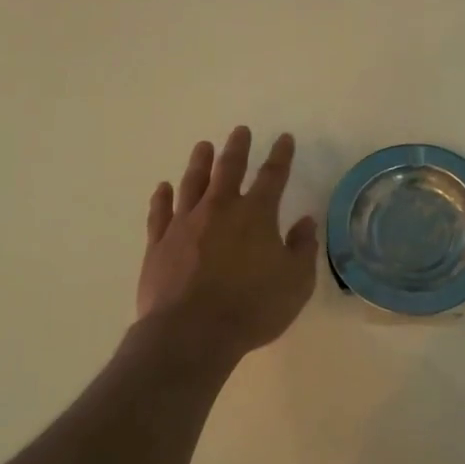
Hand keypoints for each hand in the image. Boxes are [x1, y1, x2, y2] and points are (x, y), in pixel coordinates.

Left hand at [139, 126, 319, 357]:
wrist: (191, 332)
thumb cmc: (252, 307)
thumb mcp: (296, 283)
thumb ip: (302, 248)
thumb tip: (305, 222)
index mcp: (256, 215)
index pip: (273, 176)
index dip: (281, 155)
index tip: (284, 138)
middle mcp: (220, 209)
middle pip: (229, 169)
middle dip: (237, 148)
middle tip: (240, 130)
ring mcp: (185, 224)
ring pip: (192, 183)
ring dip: (199, 163)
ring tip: (203, 146)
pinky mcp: (159, 243)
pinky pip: (160, 212)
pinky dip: (162, 197)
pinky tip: (163, 187)